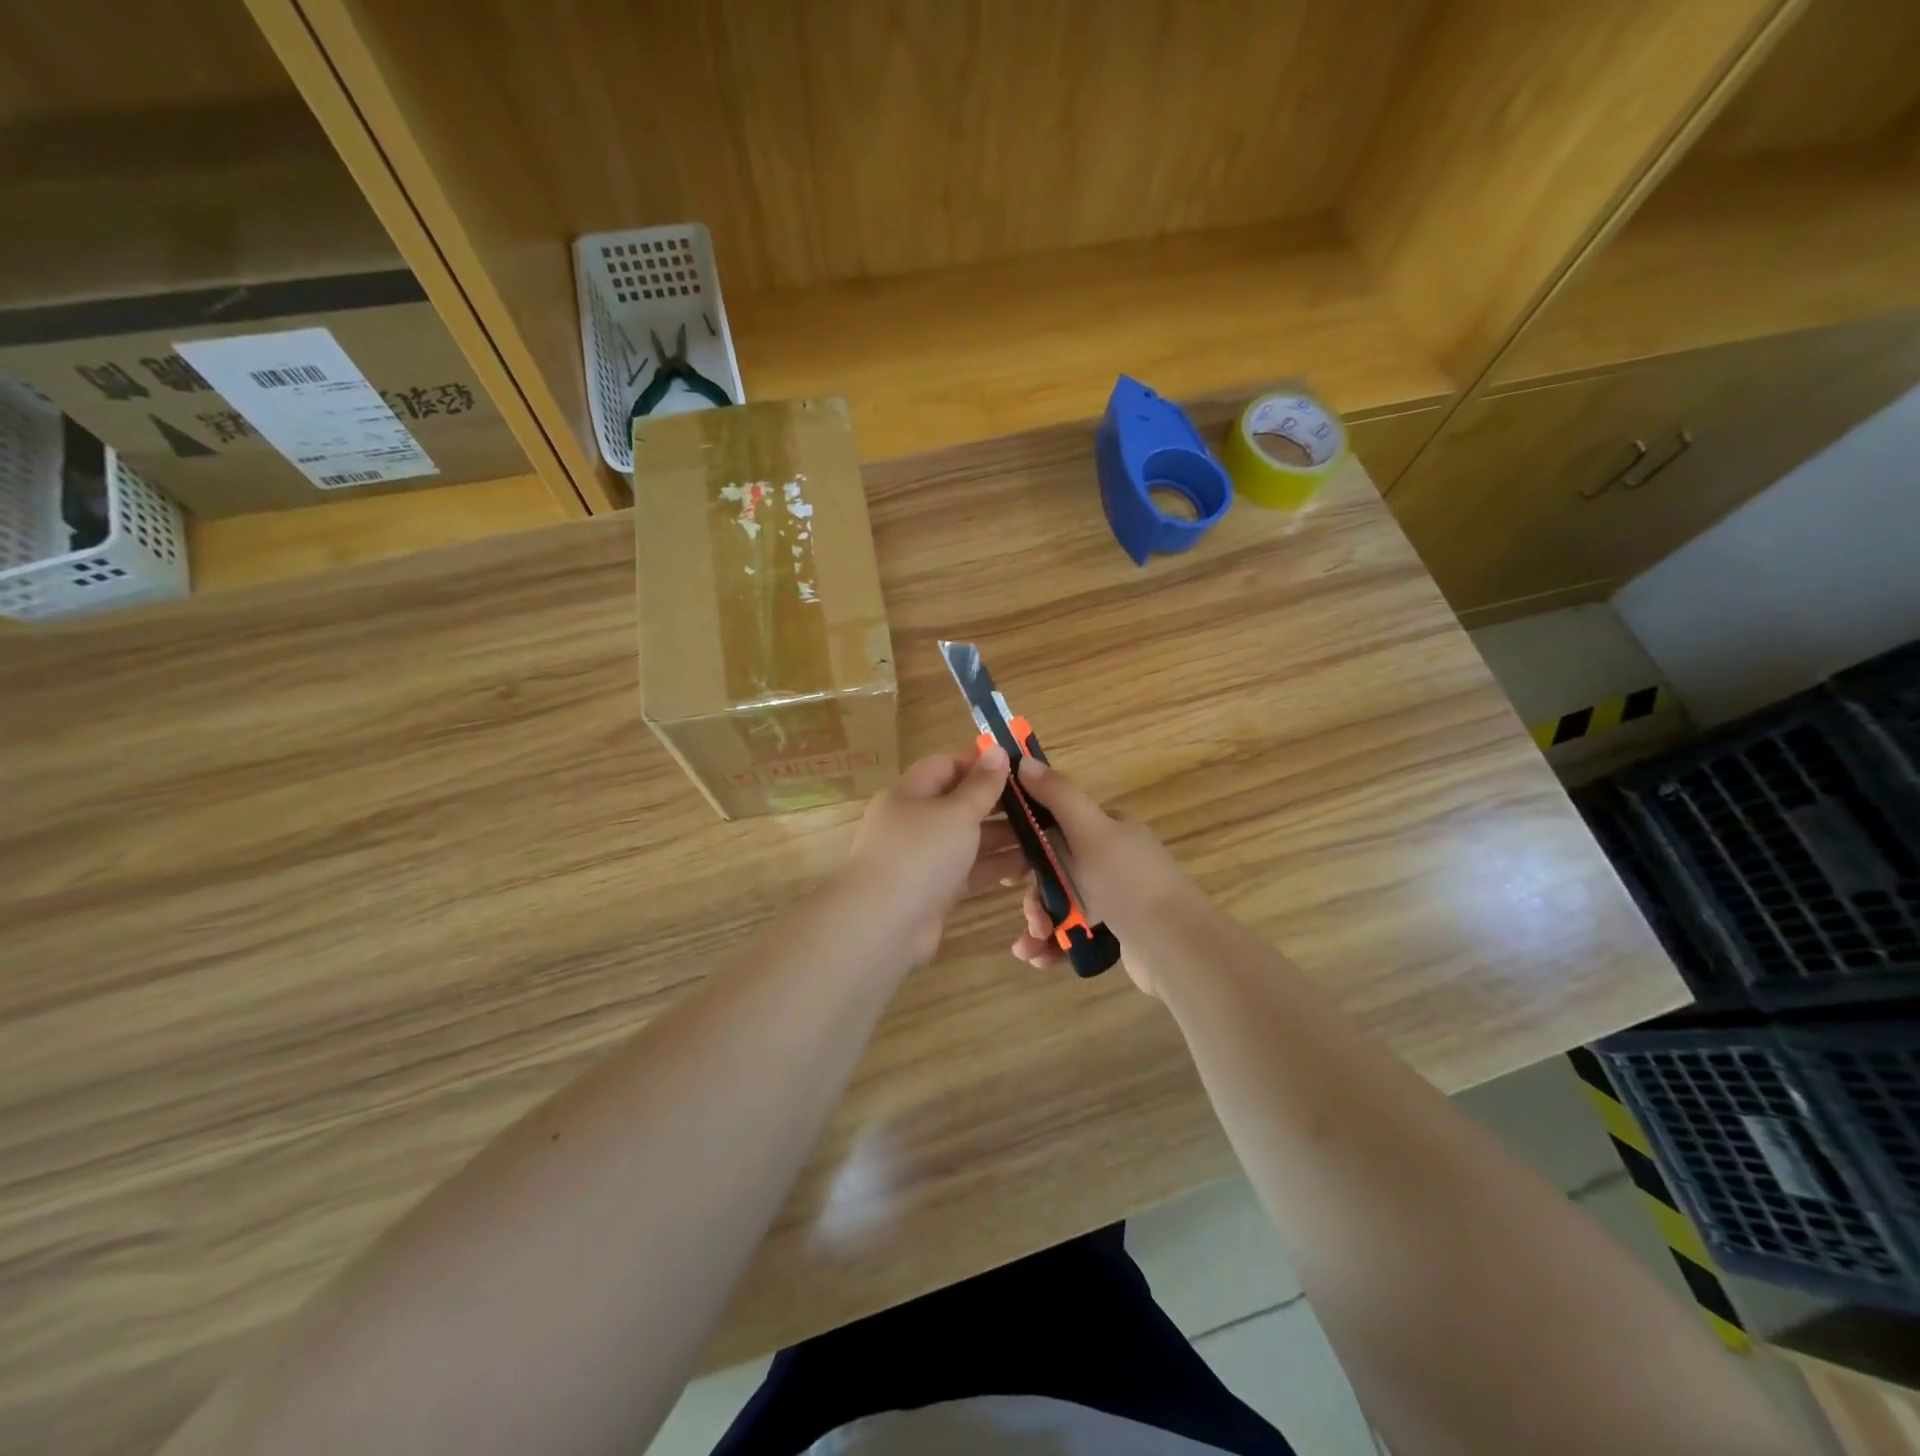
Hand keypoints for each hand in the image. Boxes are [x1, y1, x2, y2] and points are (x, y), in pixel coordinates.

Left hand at [842, 747, 1021, 963]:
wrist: (883, 925)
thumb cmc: (920, 854)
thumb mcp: (956, 812)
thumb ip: (981, 785)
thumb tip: (997, 751)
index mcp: (910, 793)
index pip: (946, 766)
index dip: (980, 763)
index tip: (1019, 766)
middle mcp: (915, 823)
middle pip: (960, 804)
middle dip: (998, 803)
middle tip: (1041, 803)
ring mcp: (924, 859)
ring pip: (968, 840)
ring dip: (1003, 837)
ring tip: (1044, 834)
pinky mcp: (936, 891)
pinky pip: (970, 871)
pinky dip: (995, 866)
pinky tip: (1028, 865)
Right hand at [1007, 757, 1198, 995]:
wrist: (1175, 947)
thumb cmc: (1128, 882)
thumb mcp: (1090, 830)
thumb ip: (1058, 796)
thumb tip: (1024, 759)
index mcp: (1110, 829)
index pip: (1058, 825)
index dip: (1029, 845)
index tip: (1009, 870)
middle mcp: (1113, 859)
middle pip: (1055, 871)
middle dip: (1035, 897)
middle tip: (1032, 918)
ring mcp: (1116, 897)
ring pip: (1062, 904)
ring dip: (1039, 925)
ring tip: (1031, 947)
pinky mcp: (1117, 932)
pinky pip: (1074, 933)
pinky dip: (1054, 945)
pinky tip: (1039, 959)